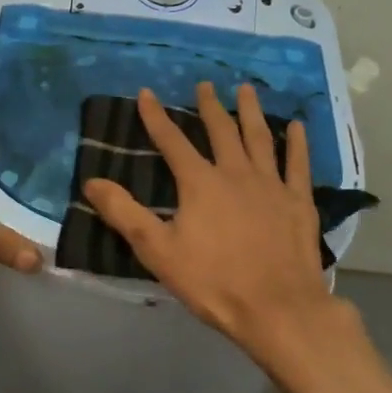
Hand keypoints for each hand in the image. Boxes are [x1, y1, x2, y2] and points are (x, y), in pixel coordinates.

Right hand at [82, 82, 343, 364]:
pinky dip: (297, 142)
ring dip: (251, 112)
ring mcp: (271, 185)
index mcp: (200, 183)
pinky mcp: (299, 202)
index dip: (156, 116)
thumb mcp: (158, 250)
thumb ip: (124, 213)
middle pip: (221, 131)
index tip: (146, 93)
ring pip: (259, 138)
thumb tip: (92, 182)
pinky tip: (296, 125)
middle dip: (209, 106)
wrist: (277, 308)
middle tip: (205, 84)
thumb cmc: (213, 282)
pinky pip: (298, 163)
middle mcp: (236, 173)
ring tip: (246, 89)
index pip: (172, 141)